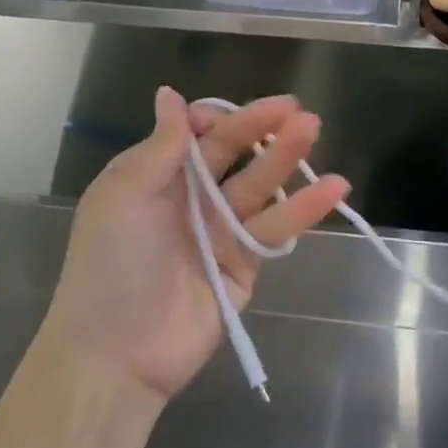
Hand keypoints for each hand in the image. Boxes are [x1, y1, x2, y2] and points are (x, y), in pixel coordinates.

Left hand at [41, 87, 349, 408]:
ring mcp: (220, 230)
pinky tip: (334, 188)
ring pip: (260, 185)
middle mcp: (190, 197)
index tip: (232, 117)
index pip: (196, 134)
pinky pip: (276, 229)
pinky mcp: (246, 263)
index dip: (218, 119)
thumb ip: (161, 146)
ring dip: (287, 158)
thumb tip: (169, 93)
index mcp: (156, 175)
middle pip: (234, 153)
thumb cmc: (113, 263)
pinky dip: (305, 209)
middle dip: (262, 128)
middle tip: (297, 110)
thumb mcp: (125, 194)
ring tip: (314, 130)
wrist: (118, 353)